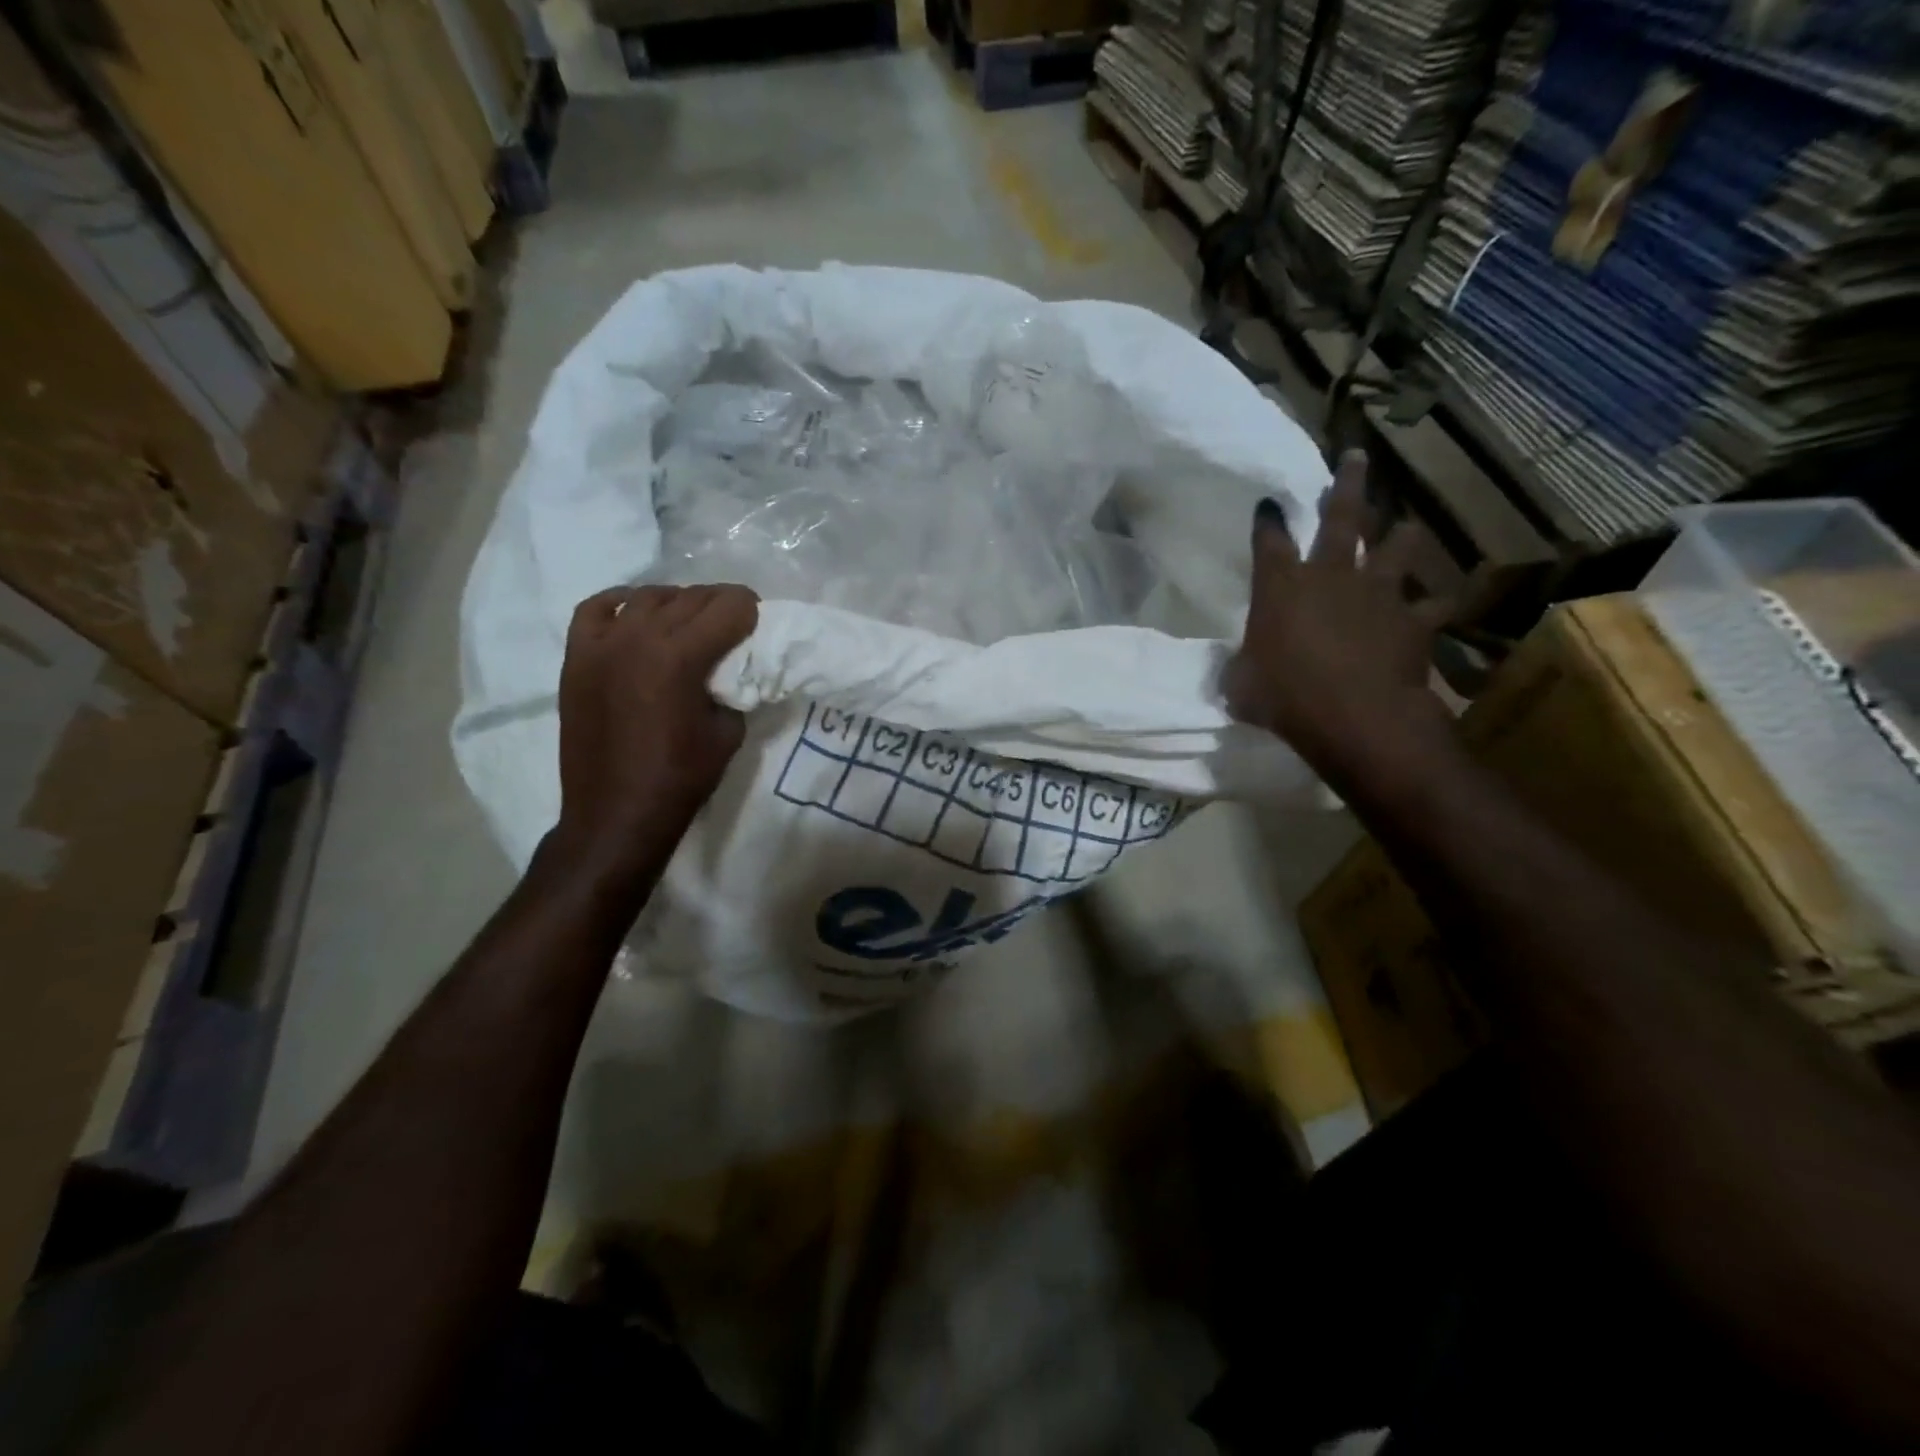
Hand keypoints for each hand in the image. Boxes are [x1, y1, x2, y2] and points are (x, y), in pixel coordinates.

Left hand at [551, 583, 758, 880]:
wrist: (616, 812)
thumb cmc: (680, 777)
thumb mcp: (728, 732)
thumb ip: (732, 688)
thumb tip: (731, 668)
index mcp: (680, 657)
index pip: (727, 607)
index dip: (750, 609)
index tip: (759, 619)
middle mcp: (639, 638)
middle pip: (691, 597)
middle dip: (720, 604)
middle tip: (734, 622)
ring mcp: (602, 644)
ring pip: (647, 596)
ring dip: (677, 602)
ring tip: (689, 621)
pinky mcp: (577, 657)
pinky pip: (595, 609)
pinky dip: (620, 603)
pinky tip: (635, 612)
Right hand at [1223, 451, 1456, 786]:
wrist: (1356, 716)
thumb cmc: (1285, 697)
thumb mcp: (1242, 686)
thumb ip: (1241, 668)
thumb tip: (1239, 668)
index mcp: (1281, 587)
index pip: (1270, 542)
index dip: (1268, 521)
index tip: (1268, 504)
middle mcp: (1331, 576)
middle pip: (1341, 518)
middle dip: (1346, 485)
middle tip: (1356, 457)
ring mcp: (1378, 594)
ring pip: (1395, 549)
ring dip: (1399, 536)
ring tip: (1405, 525)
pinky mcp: (1414, 620)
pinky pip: (1433, 604)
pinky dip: (1437, 602)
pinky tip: (1445, 600)